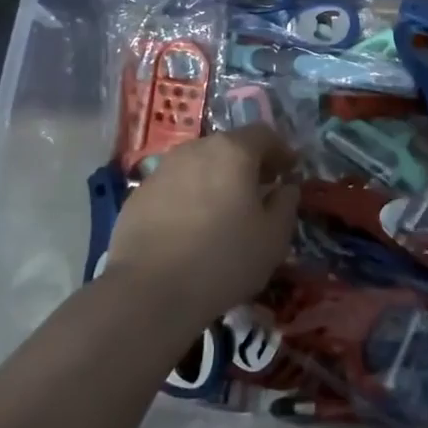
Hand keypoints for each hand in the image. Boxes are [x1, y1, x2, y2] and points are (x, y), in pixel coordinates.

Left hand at [106, 125, 299, 323]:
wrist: (149, 292)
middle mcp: (195, 150)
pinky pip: (174, 187)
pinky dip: (189, 198)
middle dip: (248, 164)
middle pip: (228, 147)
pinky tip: (191, 228)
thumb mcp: (273, 238)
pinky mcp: (138, 195)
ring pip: (198, 166)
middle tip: (259, 191)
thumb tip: (285, 188)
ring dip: (215, 180)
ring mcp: (162, 170)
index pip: (264, 135)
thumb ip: (286, 204)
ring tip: (223, 211)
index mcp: (232, 151)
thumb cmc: (224, 259)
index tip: (290, 170)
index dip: (281, 151)